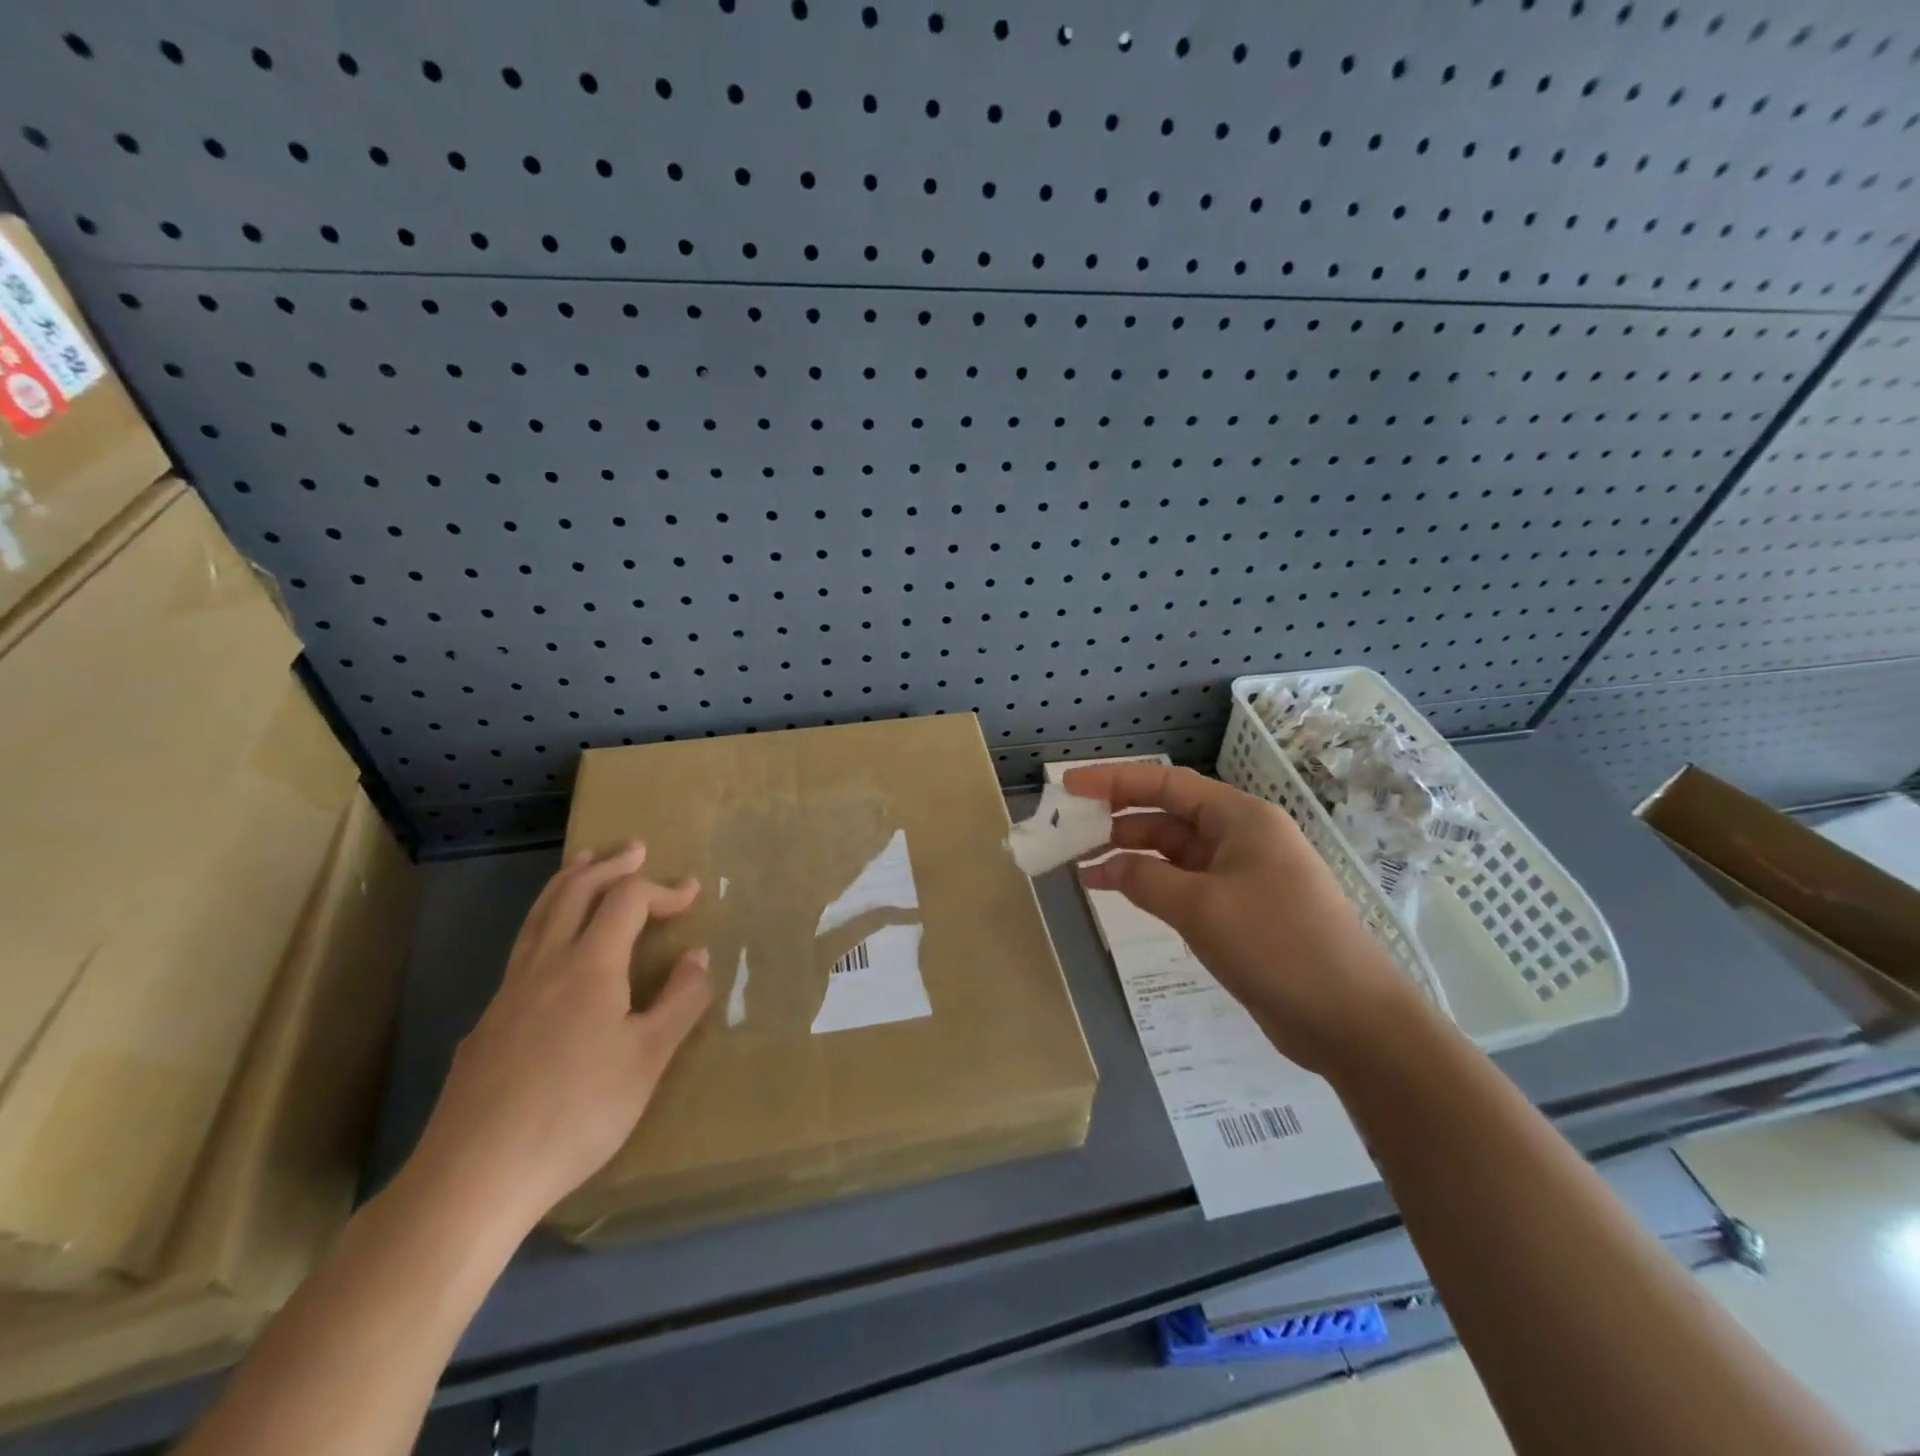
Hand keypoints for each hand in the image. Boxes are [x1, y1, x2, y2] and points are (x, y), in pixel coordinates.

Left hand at [410, 843, 710, 1231]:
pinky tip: (553, 951)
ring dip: (568, 882)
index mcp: (590, 965)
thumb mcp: (648, 1059)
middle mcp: (546, 964)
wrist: (474, 1175)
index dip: (662, 889)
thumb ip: (680, 1001)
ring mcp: (509, 992)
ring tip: (585, 864)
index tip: (692, 893)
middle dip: (608, 865)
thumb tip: (699, 955)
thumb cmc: (577, 1112)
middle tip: (634, 849)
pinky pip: (522, 949)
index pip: (627, 901)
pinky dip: (546, 922)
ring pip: (539, 916)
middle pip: (574, 892)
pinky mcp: (488, 1023)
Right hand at [1062, 763, 1422, 1072]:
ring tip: (1082, 868)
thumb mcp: (1201, 907)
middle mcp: (1241, 837)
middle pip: (1168, 816)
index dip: (1114, 780)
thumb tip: (1105, 867)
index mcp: (1240, 818)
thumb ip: (1145, 879)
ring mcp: (1243, 875)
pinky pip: (1185, 884)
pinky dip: (1151, 885)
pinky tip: (1119, 893)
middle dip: (1117, 821)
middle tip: (1068, 832)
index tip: (1069, 785)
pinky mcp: (1241, 910)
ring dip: (1130, 856)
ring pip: (1174, 852)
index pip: (1166, 784)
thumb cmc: (1277, 945)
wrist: (1351, 1018)